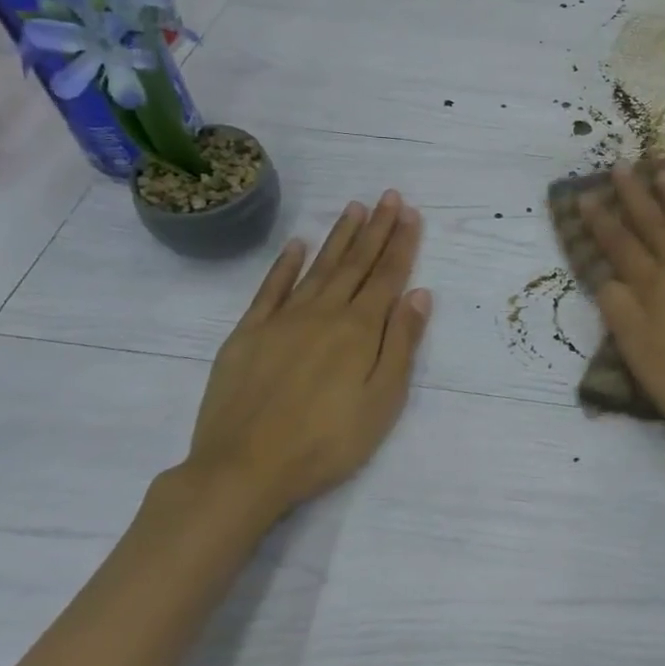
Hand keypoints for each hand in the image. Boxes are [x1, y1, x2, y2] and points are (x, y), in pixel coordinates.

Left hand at [181, 190, 431, 522]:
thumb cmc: (327, 442)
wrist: (244, 468)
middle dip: (377, 229)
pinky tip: (297, 245)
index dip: (402, 244)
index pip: (388, 276)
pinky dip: (285, 264)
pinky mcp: (248, 333)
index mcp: (360, 330)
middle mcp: (324, 313)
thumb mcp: (383, 401)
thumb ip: (402, 344)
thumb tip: (420, 294)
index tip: (411, 213)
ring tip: (355, 208)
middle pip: (356, 263)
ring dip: (339, 237)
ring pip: (318, 267)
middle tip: (390, 196)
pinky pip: (271, 289)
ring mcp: (283, 320)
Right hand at [580, 164, 664, 467]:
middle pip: (654, 225)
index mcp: (654, 288)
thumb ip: (620, 313)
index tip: (586, 196)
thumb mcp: (641, 357)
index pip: (621, 247)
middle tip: (622, 165)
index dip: (601, 222)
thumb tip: (605, 277)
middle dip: (635, 195)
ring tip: (664, 170)